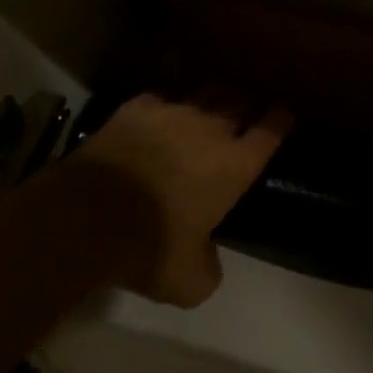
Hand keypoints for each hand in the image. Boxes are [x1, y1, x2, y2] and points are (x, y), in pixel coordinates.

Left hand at [76, 90, 290, 307]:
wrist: (87, 217)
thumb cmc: (150, 248)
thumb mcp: (190, 281)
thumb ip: (209, 268)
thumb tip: (208, 261)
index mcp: (235, 166)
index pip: (271, 132)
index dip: (281, 120)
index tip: (285, 112)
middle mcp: (212, 130)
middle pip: (241, 101)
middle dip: (250, 100)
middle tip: (251, 103)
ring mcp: (173, 113)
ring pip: (205, 91)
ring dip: (214, 95)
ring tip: (214, 99)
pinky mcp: (137, 108)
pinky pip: (162, 96)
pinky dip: (167, 102)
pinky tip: (162, 109)